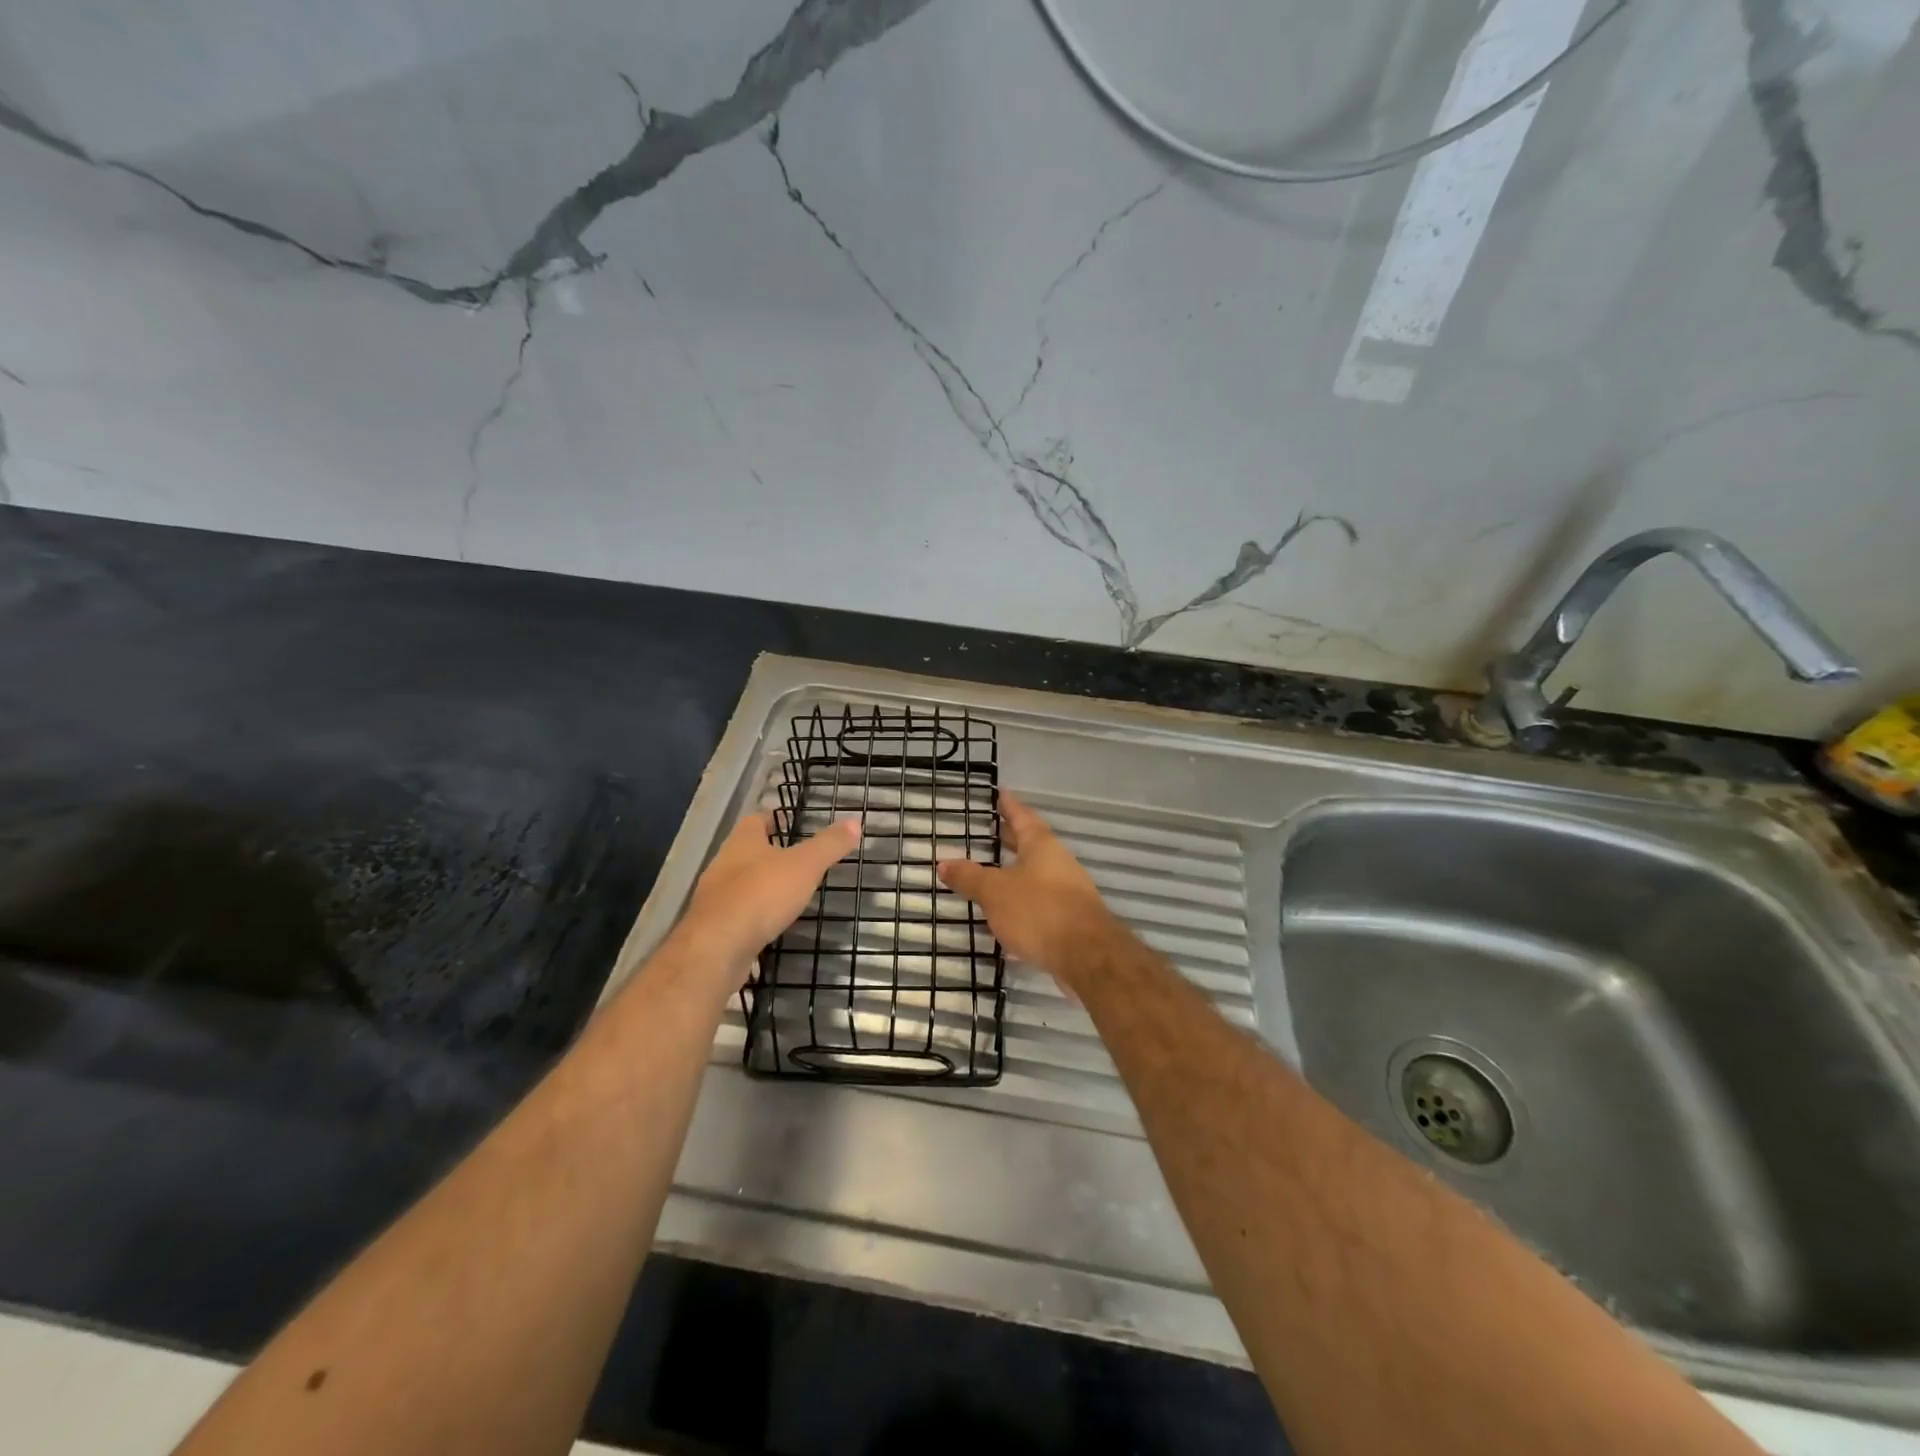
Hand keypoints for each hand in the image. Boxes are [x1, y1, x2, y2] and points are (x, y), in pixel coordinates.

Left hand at [675, 812, 860, 968]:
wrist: (718, 947)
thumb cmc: (762, 894)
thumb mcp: (805, 865)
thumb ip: (830, 845)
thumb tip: (856, 821)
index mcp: (743, 841)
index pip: (756, 819)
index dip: (773, 818)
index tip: (789, 821)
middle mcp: (723, 863)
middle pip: (745, 850)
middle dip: (767, 852)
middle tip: (795, 857)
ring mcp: (714, 896)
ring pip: (739, 882)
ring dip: (760, 884)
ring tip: (786, 892)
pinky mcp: (714, 926)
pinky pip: (737, 912)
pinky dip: (753, 913)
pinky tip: (770, 923)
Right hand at [937, 791, 1123, 989]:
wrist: (1087, 956)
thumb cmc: (1038, 911)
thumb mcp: (995, 892)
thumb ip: (969, 877)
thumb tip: (944, 863)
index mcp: (1041, 846)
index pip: (1022, 816)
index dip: (1008, 805)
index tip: (1000, 792)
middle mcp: (1058, 862)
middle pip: (1031, 844)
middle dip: (1011, 839)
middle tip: (992, 830)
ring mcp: (1068, 891)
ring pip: (1036, 876)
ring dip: (1016, 875)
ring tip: (992, 877)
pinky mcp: (1070, 920)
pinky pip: (1040, 905)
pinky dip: (1022, 907)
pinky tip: (1006, 924)